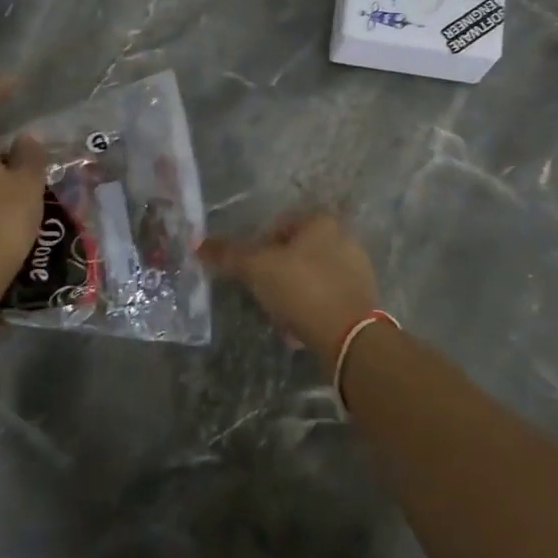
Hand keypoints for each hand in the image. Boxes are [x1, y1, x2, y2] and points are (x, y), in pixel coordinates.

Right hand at [202, 212, 379, 359]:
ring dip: (291, 293)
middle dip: (275, 273)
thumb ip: (228, 254)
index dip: (258, 245)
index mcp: (321, 221)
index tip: (249, 270)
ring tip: (278, 316)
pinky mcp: (362, 300)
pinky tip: (298, 330)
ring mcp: (357, 270)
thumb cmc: (302, 288)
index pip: (280, 224)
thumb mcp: (257, 268)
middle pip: (295, 252)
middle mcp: (343, 238)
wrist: (349, 337)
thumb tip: (196, 243)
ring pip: (309, 277)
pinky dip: (309, 310)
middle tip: (261, 293)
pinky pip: (326, 299)